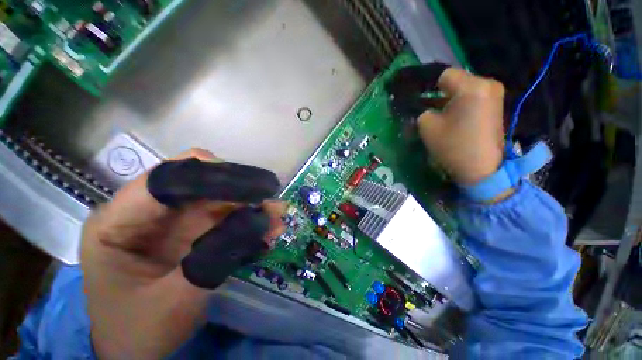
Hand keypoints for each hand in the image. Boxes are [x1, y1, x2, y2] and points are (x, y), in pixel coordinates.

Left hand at [81, 148, 284, 358]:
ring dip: (250, 206)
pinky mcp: (191, 231)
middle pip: (198, 183)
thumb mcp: (175, 299)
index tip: (252, 186)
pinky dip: (248, 221)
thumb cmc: (138, 331)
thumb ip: (216, 255)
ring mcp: (171, 221)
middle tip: (271, 201)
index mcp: (118, 221)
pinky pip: (225, 217)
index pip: (165, 179)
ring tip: (277, 216)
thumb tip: (259, 218)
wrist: (135, 353)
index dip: (212, 175)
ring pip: (218, 199)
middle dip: (238, 191)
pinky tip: (267, 230)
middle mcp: (146, 212)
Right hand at [417, 67, 504, 184]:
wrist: (482, 169)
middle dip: (441, 95)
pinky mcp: (496, 106)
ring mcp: (494, 95)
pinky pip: (473, 98)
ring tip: (442, 118)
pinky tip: (455, 121)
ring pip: (464, 90)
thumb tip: (426, 110)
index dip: (430, 89)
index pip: (445, 75)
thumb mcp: (427, 127)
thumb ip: (422, 112)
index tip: (423, 103)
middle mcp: (487, 84)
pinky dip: (461, 106)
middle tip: (431, 112)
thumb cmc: (453, 146)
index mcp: (471, 87)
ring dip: (450, 101)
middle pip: (456, 81)